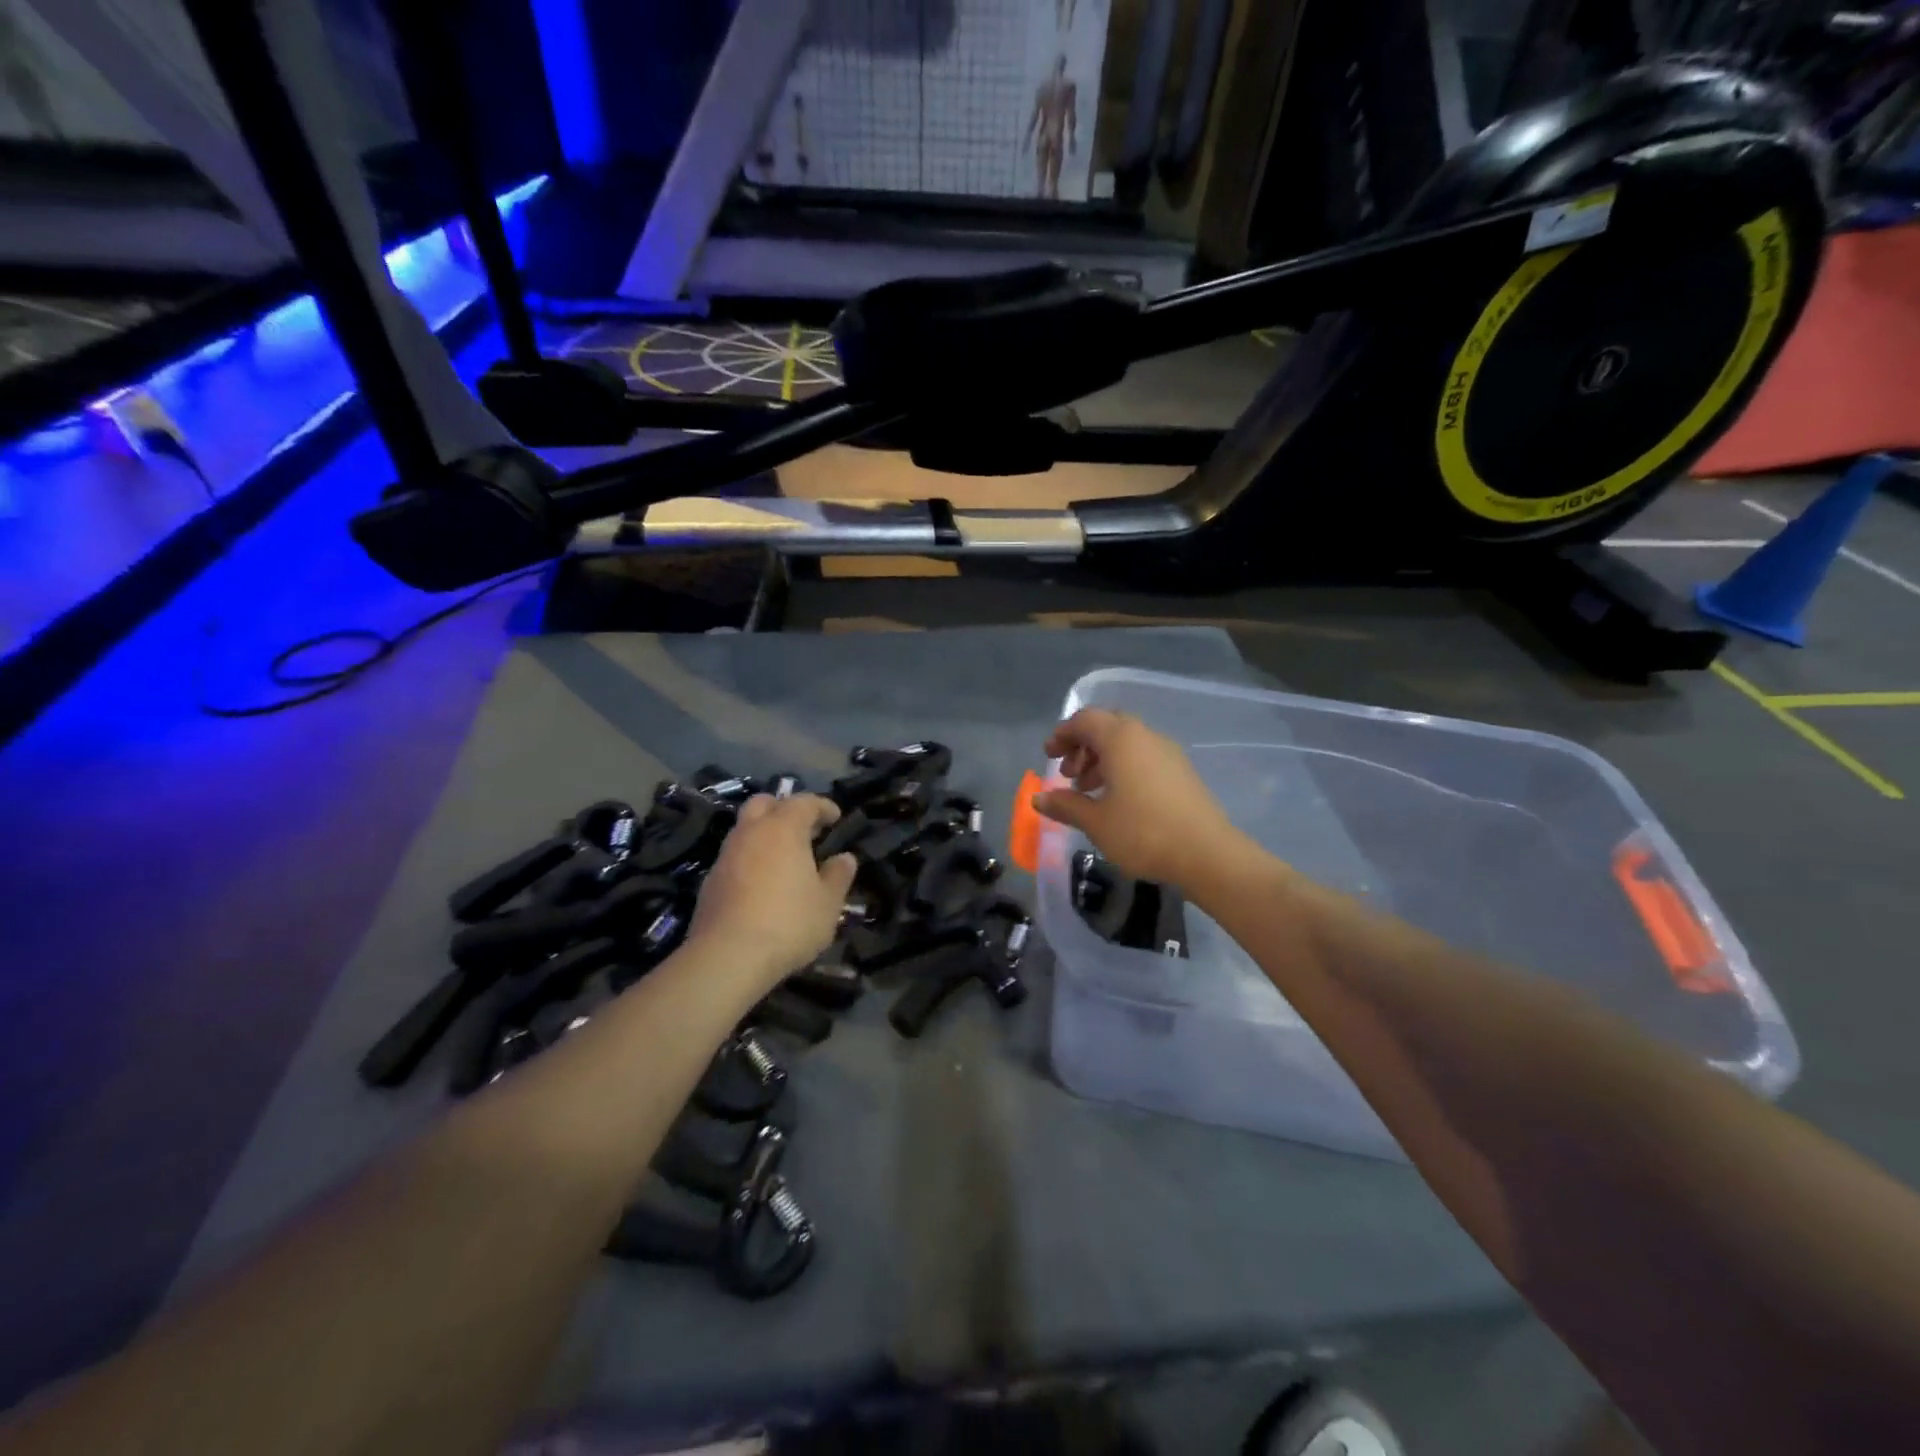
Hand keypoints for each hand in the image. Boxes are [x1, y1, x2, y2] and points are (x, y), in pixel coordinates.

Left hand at [688, 794, 857, 991]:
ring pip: (745, 829)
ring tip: (785, 857)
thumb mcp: (828, 903)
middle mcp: (750, 833)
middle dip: (784, 809)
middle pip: (764, 804)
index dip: (822, 806)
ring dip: (764, 834)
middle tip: (804, 829)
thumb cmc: (789, 923)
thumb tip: (844, 858)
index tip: (835, 817)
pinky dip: (750, 859)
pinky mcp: (710, 881)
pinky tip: (762, 883)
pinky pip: (734, 856)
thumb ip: (838, 876)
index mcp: (783, 829)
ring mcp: (726, 856)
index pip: (804, 802)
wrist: (728, 957)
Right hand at [1033, 709, 1245, 890]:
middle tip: (1068, 774)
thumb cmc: (1143, 832)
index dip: (1062, 734)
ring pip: (1126, 743)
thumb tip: (1038, 799)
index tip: (1048, 756)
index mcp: (1121, 739)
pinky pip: (1143, 757)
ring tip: (1088, 790)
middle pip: (1106, 727)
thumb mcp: (1095, 822)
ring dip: (1102, 759)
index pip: (1085, 720)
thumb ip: (1065, 805)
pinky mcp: (1181, 771)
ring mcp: (1167, 752)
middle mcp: (1145, 736)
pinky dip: (1123, 768)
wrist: (1207, 854)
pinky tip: (1117, 800)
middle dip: (1082, 746)